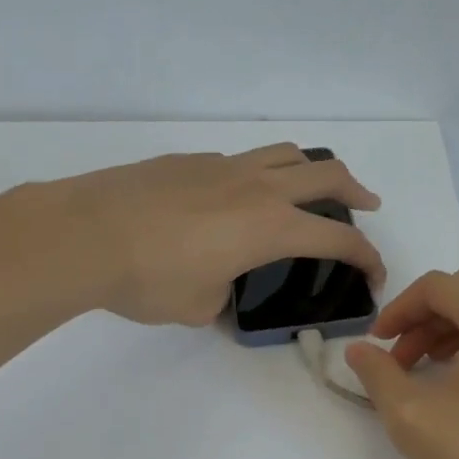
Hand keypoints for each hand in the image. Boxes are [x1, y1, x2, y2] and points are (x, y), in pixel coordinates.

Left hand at [40, 144, 384, 326]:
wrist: (84, 233)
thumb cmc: (149, 278)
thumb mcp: (199, 305)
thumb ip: (224, 294)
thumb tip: (221, 281)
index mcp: (271, 227)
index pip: (338, 240)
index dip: (367, 258)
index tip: (374, 276)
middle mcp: (258, 188)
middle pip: (327, 175)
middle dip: (357, 191)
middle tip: (367, 205)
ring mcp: (223, 167)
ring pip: (287, 153)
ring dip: (312, 170)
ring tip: (311, 188)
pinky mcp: (190, 161)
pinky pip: (242, 161)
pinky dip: (259, 174)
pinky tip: (237, 199)